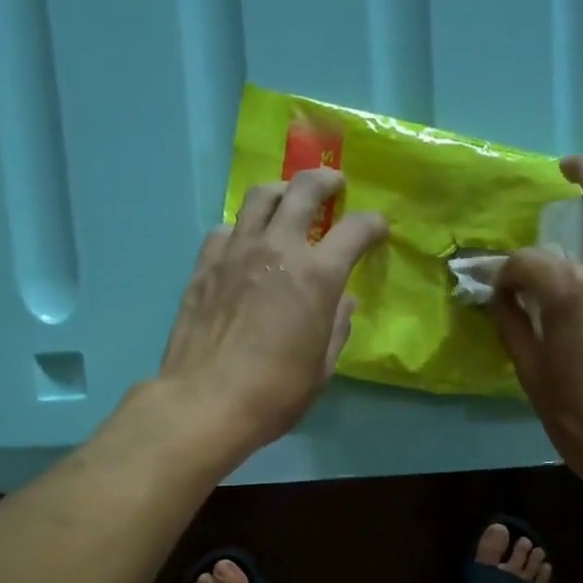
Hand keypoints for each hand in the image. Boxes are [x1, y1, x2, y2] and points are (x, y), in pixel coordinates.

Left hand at [158, 168, 387, 462]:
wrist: (207, 401)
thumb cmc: (276, 393)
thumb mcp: (322, 367)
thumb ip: (337, 327)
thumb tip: (344, 303)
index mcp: (316, 276)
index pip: (354, 230)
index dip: (372, 225)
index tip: (377, 229)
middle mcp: (278, 249)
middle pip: (303, 191)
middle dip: (325, 181)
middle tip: (333, 185)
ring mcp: (236, 252)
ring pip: (260, 197)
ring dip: (281, 191)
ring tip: (287, 200)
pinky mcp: (205, 264)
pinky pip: (227, 228)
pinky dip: (243, 226)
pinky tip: (245, 242)